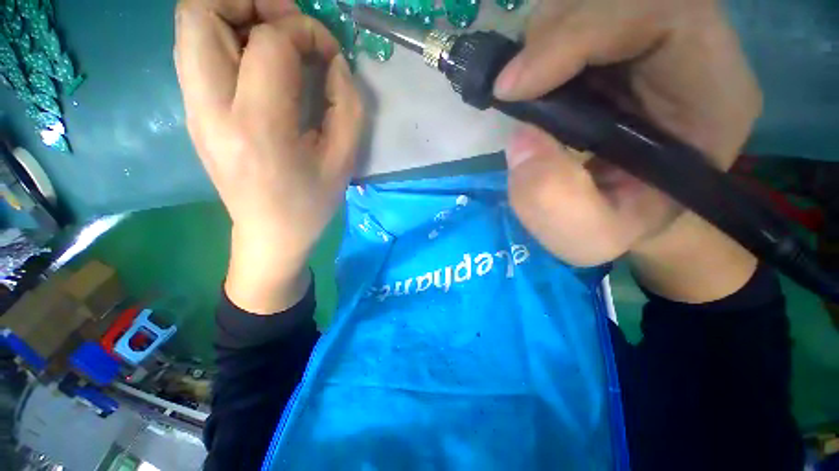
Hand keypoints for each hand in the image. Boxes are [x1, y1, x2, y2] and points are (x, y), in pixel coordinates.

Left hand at [174, 0, 362, 311]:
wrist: (270, 234)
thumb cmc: (312, 203)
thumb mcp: (344, 159)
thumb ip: (346, 104)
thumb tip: (332, 61)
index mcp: (259, 127)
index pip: (269, 43)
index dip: (305, 32)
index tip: (329, 53)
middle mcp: (211, 109)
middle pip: (198, 11)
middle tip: (287, 23)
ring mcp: (194, 109)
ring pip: (191, 25)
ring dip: (234, 14)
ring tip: (274, 37)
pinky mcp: (193, 113)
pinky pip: (197, 51)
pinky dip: (227, 37)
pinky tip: (260, 62)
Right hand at [495, 0, 761, 300]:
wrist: (633, 209)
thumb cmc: (619, 226)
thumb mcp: (591, 236)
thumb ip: (555, 203)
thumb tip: (521, 139)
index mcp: (711, 91)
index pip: (658, 11)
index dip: (576, 35)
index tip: (512, 88)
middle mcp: (689, 44)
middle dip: (548, 39)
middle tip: (515, 92)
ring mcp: (652, 33)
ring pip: (583, 1)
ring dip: (539, 45)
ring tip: (528, 96)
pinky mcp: (619, 37)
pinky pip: (571, 16)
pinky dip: (539, 48)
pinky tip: (537, 88)